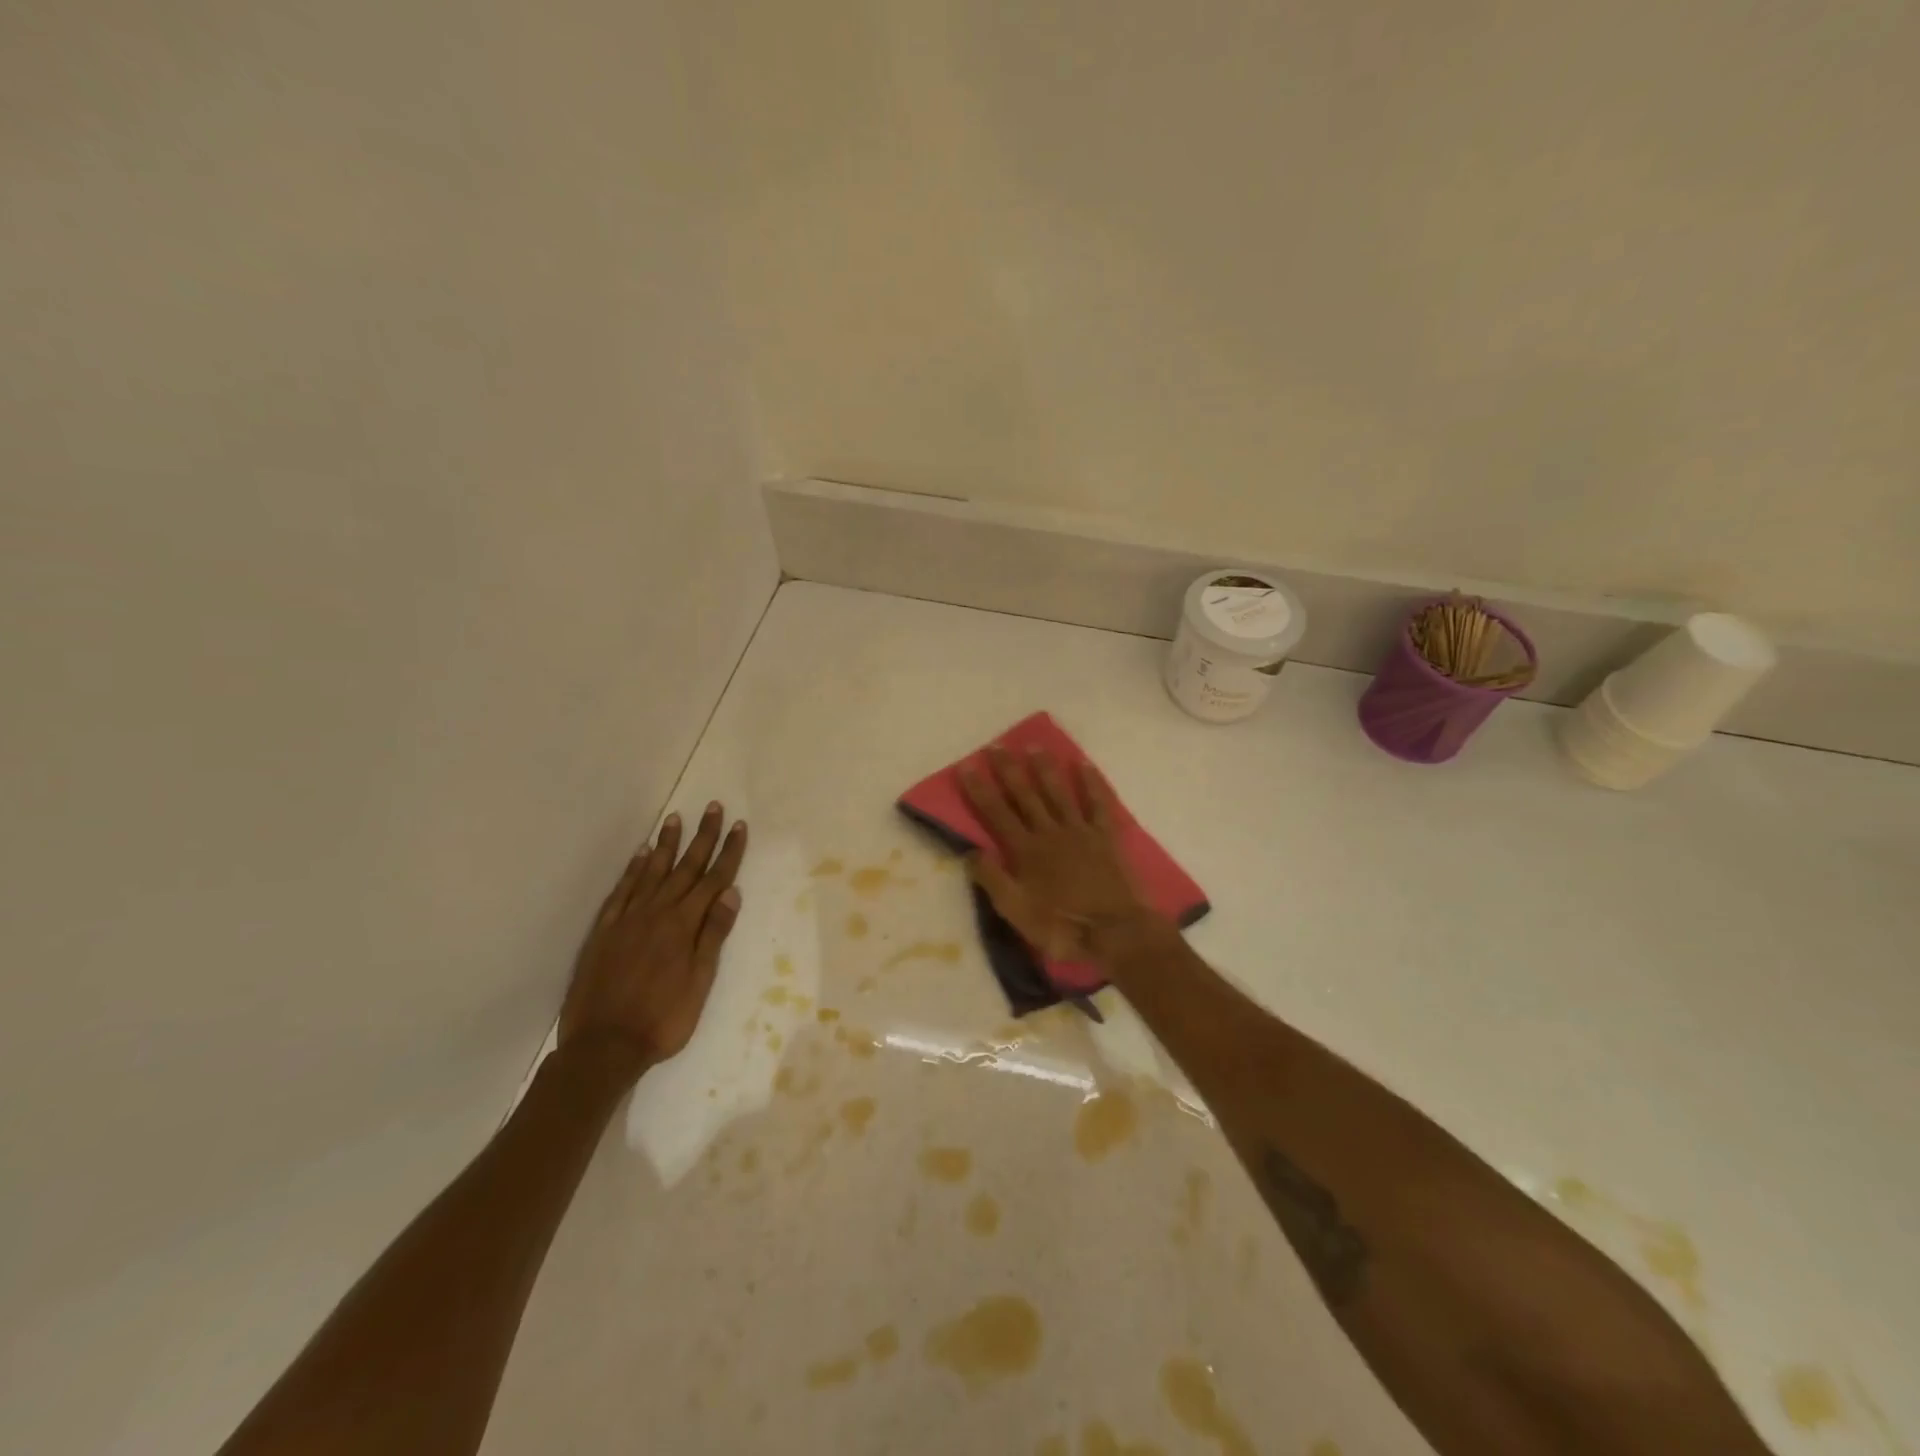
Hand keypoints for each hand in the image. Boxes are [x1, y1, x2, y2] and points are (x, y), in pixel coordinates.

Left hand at [559, 802, 745, 1079]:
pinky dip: (633, 870)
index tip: (740, 826)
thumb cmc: (662, 1019)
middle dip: (703, 837)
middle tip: (713, 808)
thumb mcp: (700, 982)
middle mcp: (657, 913)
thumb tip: (731, 893)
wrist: (603, 1046)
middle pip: (685, 868)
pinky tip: (641, 855)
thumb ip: (713, 935)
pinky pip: (622, 891)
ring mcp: (628, 919)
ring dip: (667, 844)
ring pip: (652, 872)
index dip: (729, 852)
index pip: (714, 880)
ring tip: (675, 819)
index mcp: (684, 926)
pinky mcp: (605, 930)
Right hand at [961, 746, 1157, 962]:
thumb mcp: (1015, 911)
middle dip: (1009, 770)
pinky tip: (1083, 764)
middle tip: (997, 745)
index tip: (967, 765)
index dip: (980, 789)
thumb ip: (992, 879)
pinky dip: (1091, 783)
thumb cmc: (1061, 926)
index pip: (996, 813)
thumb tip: (969, 851)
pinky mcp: (1106, 837)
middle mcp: (1050, 832)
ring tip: (1034, 746)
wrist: (1115, 933)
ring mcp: (1080, 831)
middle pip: (1025, 795)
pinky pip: (1098, 804)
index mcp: (1025, 850)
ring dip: (1045, 768)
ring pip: (1059, 792)